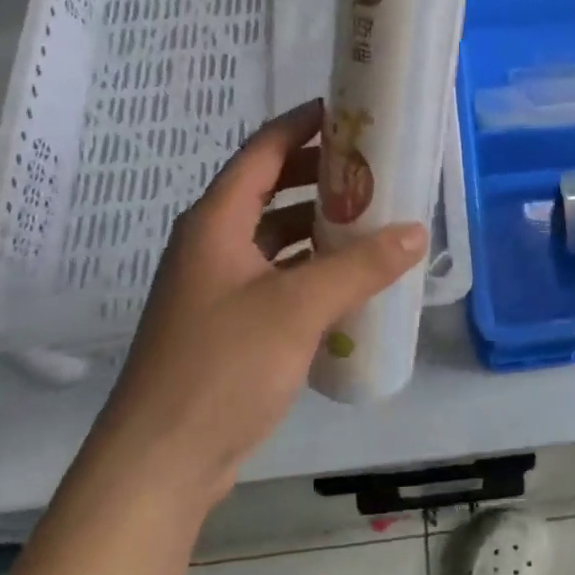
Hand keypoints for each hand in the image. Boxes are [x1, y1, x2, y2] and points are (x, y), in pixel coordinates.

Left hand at [100, 99, 426, 504]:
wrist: (158, 465)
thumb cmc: (221, 367)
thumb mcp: (298, 308)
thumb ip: (360, 266)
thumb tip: (416, 231)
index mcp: (216, 222)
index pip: (262, 151)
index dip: (302, 124)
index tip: (346, 109)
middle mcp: (212, 244)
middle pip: (269, 188)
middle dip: (318, 174)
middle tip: (372, 167)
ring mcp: (217, 286)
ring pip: (274, 234)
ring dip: (317, 223)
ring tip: (370, 217)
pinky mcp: (227, 324)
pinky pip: (276, 274)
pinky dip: (310, 266)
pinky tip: (347, 278)